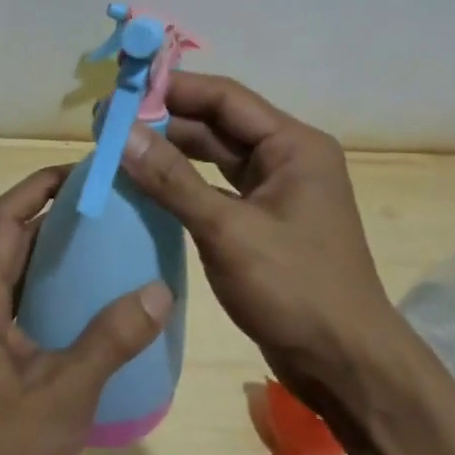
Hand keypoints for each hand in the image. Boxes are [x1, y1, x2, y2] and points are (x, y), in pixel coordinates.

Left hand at [0, 165, 173, 454]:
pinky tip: (89, 297)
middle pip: (10, 236)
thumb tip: (159, 291)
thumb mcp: (66, 392)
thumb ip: (110, 340)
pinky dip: (50, 282)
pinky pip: (20, 296)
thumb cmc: (2, 448)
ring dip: (52, 247)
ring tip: (105, 239)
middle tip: (106, 203)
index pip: (4, 218)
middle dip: (53, 211)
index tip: (83, 171)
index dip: (38, 186)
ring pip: (15, 267)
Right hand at [119, 72, 400, 404]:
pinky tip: (146, 185)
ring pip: (215, 157)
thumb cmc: (294, 289)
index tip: (122, 90)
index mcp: (294, 145)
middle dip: (166, 121)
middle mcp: (288, 158)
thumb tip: (122, 134)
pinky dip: (184, 184)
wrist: (345, 364)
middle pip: (219, 124)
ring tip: (119, 148)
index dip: (172, 89)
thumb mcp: (227, 231)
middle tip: (109, 123)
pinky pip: (217, 188)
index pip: (225, 98)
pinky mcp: (264, 221)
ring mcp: (277, 191)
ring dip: (172, 152)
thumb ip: (172, 180)